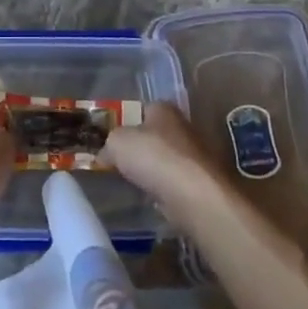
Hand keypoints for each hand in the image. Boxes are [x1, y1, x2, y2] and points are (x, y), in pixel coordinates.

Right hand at [103, 103, 228, 229]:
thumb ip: (108, 144)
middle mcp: (182, 127)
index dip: (124, 123)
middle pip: (154, 135)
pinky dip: (164, 191)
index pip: (141, 109)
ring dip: (152, 172)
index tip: (110, 140)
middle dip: (139, 148)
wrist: (197, 197)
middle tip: (117, 164)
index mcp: (163, 109)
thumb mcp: (118, 143)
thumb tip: (105, 154)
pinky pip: (175, 184)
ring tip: (131, 184)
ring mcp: (195, 156)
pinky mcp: (202, 184)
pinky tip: (152, 199)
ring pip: (165, 161)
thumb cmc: (155, 158)